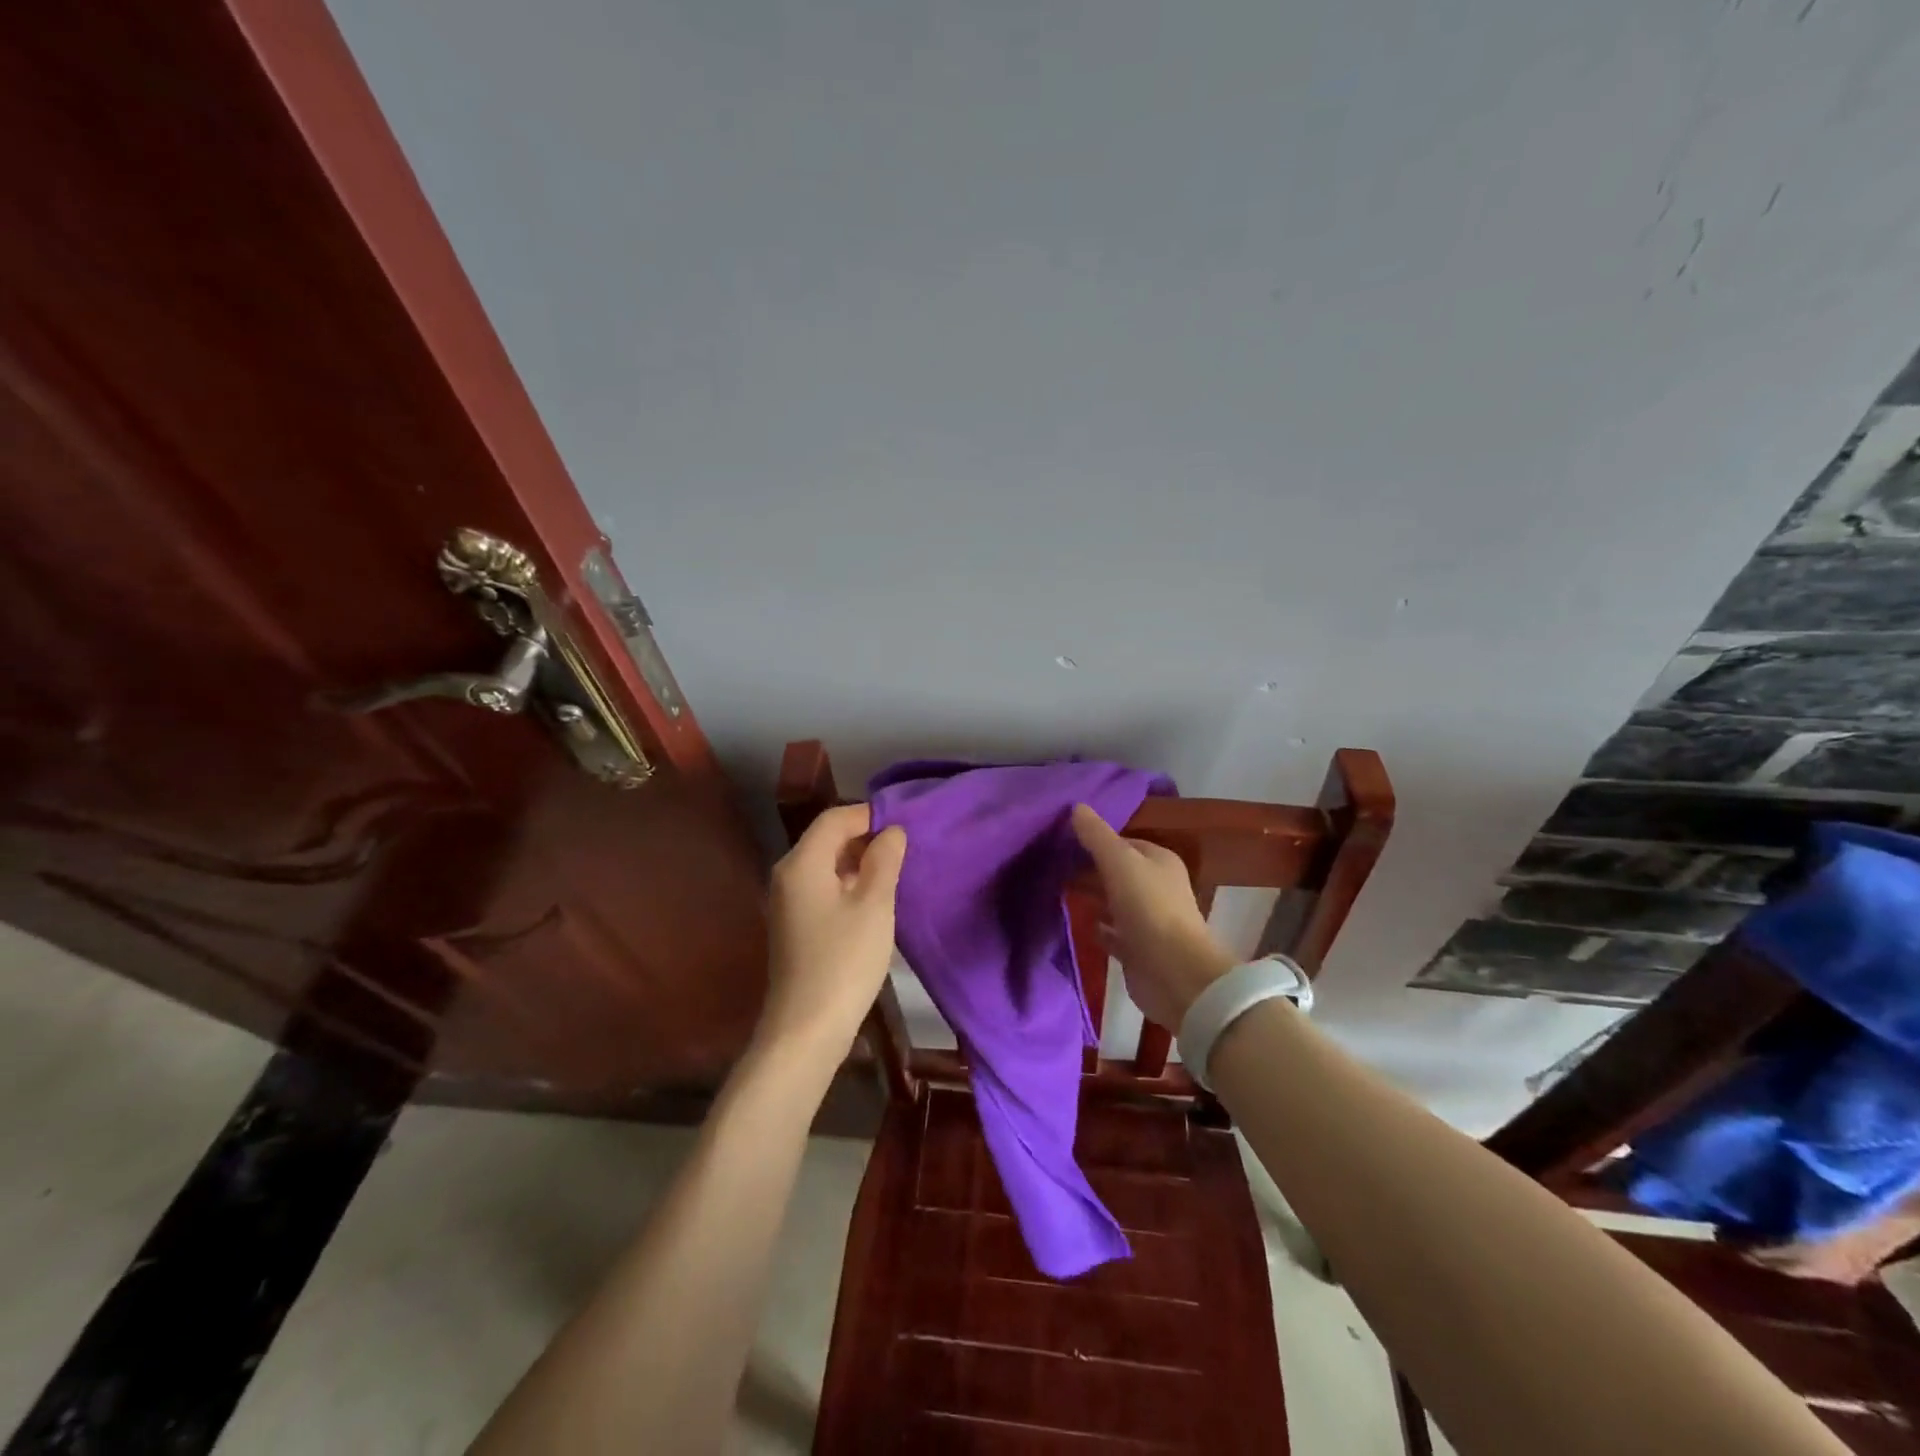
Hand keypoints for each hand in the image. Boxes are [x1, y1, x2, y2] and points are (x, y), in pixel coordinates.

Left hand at [755, 804, 906, 1066]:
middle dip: (865, 837)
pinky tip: (875, 899)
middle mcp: (787, 874)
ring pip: (826, 864)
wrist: (806, 1028)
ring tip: (896, 871)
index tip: (904, 824)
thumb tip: (891, 831)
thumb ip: (884, 860)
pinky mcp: (795, 924)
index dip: (869, 814)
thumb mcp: (874, 905)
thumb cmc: (844, 960)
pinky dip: (848, 883)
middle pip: (827, 838)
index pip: (834, 818)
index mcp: (802, 863)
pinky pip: (822, 887)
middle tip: (905, 848)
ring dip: (859, 861)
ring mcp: (788, 901)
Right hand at [1071, 804, 1235, 1029]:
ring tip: (1058, 888)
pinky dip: (1098, 926)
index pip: (1125, 841)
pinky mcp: (1138, 950)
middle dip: (1091, 867)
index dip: (1097, 839)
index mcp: (1160, 861)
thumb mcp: (1120, 863)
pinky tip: (1078, 921)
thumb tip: (1076, 806)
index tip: (1064, 838)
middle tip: (1055, 863)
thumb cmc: (1149, 909)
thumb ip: (1097, 836)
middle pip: (1119, 871)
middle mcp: (1157, 887)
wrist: (1174, 974)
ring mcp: (1149, 920)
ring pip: (1115, 901)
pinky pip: (1113, 932)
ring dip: (1093, 895)